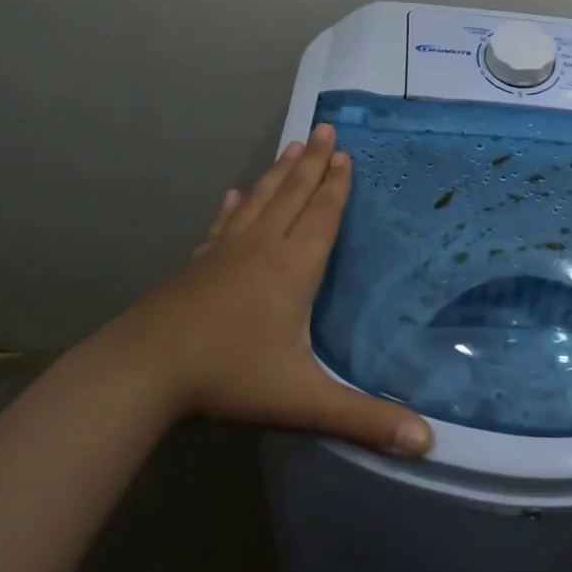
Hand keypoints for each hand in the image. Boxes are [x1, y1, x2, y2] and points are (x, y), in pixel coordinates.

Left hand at [90, 123, 432, 456]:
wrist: (143, 372)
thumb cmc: (228, 378)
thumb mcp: (303, 402)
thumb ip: (365, 420)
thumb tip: (428, 443)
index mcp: (292, 269)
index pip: (322, 216)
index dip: (336, 186)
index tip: (345, 153)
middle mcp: (262, 249)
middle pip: (293, 195)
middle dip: (312, 163)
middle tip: (324, 128)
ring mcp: (224, 252)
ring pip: (260, 201)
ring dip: (279, 173)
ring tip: (292, 146)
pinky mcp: (196, 265)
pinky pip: (224, 224)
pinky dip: (235, 206)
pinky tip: (235, 194)